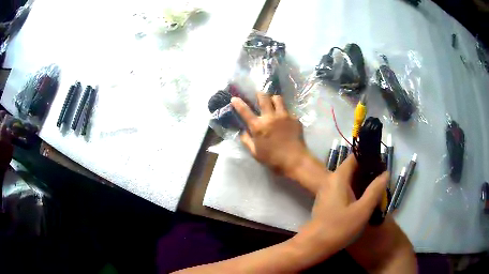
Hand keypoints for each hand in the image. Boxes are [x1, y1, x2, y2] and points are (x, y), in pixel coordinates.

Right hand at [231, 93, 306, 175]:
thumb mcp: (255, 153)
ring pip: (278, 98)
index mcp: (258, 126)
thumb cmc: (273, 159)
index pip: (245, 111)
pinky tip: (285, 119)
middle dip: (259, 94)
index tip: (234, 98)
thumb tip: (243, 132)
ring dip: (273, 99)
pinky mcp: (294, 118)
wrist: (295, 160)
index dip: (238, 103)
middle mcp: (270, 117)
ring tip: (273, 104)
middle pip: (263, 97)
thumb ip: (247, 141)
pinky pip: (288, 110)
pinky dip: (284, 112)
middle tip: (259, 97)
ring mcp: (284, 116)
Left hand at [291, 156, 388, 265]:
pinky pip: (344, 189)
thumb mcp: (362, 210)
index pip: (354, 157)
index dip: (368, 158)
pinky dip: (355, 191)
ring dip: (362, 182)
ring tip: (377, 189)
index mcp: (338, 177)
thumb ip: (375, 190)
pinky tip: (365, 200)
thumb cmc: (339, 228)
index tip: (382, 164)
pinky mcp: (327, 201)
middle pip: (352, 168)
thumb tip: (385, 173)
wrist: (314, 245)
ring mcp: (327, 191)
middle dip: (367, 172)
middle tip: (382, 179)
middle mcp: (331, 180)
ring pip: (348, 180)